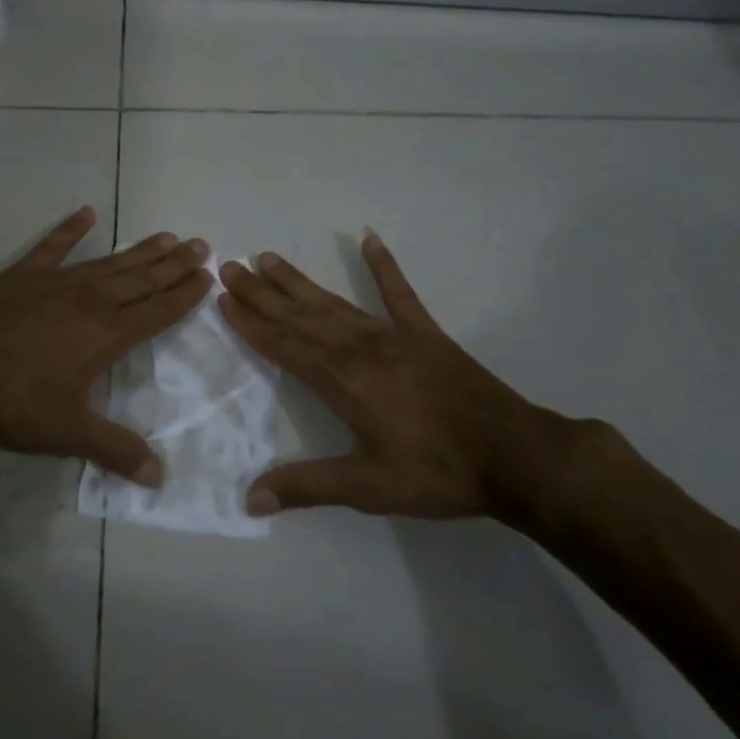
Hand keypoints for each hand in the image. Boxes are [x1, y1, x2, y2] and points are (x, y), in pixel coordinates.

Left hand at [0, 206, 211, 481]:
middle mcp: (89, 301)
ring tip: (165, 236)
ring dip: (138, 250)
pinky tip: (86, 212)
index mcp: (107, 335)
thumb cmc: (14, 403)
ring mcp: (55, 283)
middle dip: (173, 265)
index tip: (208, 277)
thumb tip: (160, 477)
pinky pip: (52, 246)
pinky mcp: (22, 276)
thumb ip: (116, 450)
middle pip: (141, 280)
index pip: (157, 312)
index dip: (184, 295)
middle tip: (200, 245)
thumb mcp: (69, 433)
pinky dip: (69, 229)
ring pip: (108, 263)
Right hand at [218, 233, 578, 520]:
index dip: (251, 322)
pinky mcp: (426, 334)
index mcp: (342, 379)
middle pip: (300, 315)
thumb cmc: (436, 472)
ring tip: (268, 257)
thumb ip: (306, 487)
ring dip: (299, 281)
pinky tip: (368, 238)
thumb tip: (249, 500)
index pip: (283, 345)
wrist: (515, 457)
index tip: (224, 298)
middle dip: (262, 292)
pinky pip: (399, 292)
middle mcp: (360, 347)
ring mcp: (394, 335)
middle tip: (231, 266)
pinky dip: (383, 265)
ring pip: (334, 302)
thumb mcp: (367, 487)